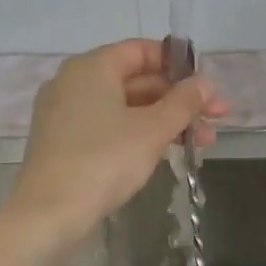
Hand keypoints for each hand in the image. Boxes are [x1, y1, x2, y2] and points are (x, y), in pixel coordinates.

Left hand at [7, 39, 225, 241]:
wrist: (49, 214)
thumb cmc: (104, 161)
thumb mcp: (152, 130)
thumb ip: (183, 103)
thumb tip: (206, 83)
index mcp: (92, 67)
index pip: (141, 51)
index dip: (178, 65)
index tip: (206, 86)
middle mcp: (73, 82)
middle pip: (135, 80)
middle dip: (179, 99)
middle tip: (216, 119)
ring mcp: (65, 113)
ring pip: (124, 107)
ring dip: (165, 120)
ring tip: (203, 142)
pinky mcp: (63, 141)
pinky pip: (108, 126)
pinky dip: (138, 133)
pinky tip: (166, 151)